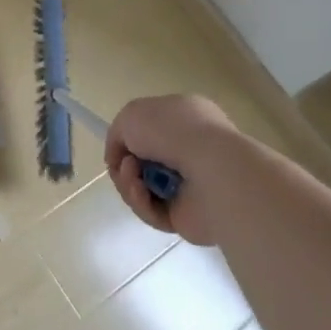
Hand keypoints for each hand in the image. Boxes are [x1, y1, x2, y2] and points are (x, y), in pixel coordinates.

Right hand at [106, 93, 257, 245]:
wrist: (212, 171)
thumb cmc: (174, 132)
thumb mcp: (131, 114)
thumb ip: (118, 132)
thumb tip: (120, 157)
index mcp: (185, 118)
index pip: (150, 130)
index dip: (128, 139)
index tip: (118, 148)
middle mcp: (190, 149)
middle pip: (143, 162)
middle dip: (125, 164)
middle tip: (125, 165)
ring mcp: (191, 184)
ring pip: (144, 187)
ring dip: (129, 183)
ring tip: (133, 178)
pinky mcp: (188, 215)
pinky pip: (153, 211)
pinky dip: (142, 203)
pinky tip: (143, 193)